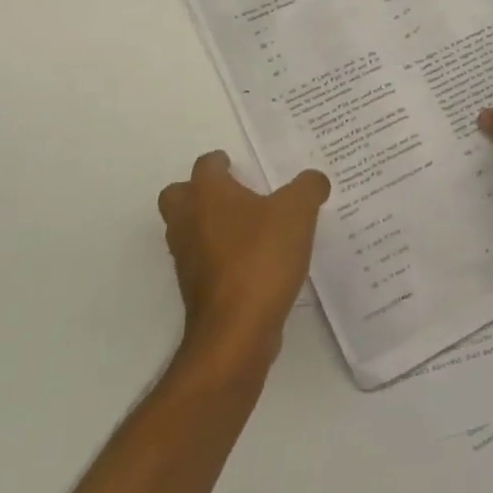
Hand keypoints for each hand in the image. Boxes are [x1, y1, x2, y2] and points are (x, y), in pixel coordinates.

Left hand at [158, 152, 330, 366]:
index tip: (239, 166)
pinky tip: (250, 262)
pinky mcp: (194, 290)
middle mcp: (188, 221)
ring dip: (207, 226)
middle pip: (178, 196)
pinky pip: (202, 261)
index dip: (222, 162)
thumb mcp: (298, 212)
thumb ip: (308, 188)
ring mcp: (186, 258)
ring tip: (246, 229)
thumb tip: (313, 180)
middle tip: (232, 196)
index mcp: (207, 194)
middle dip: (199, 192)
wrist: (236, 330)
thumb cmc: (261, 257)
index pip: (206, 165)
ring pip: (186, 230)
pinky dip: (218, 257)